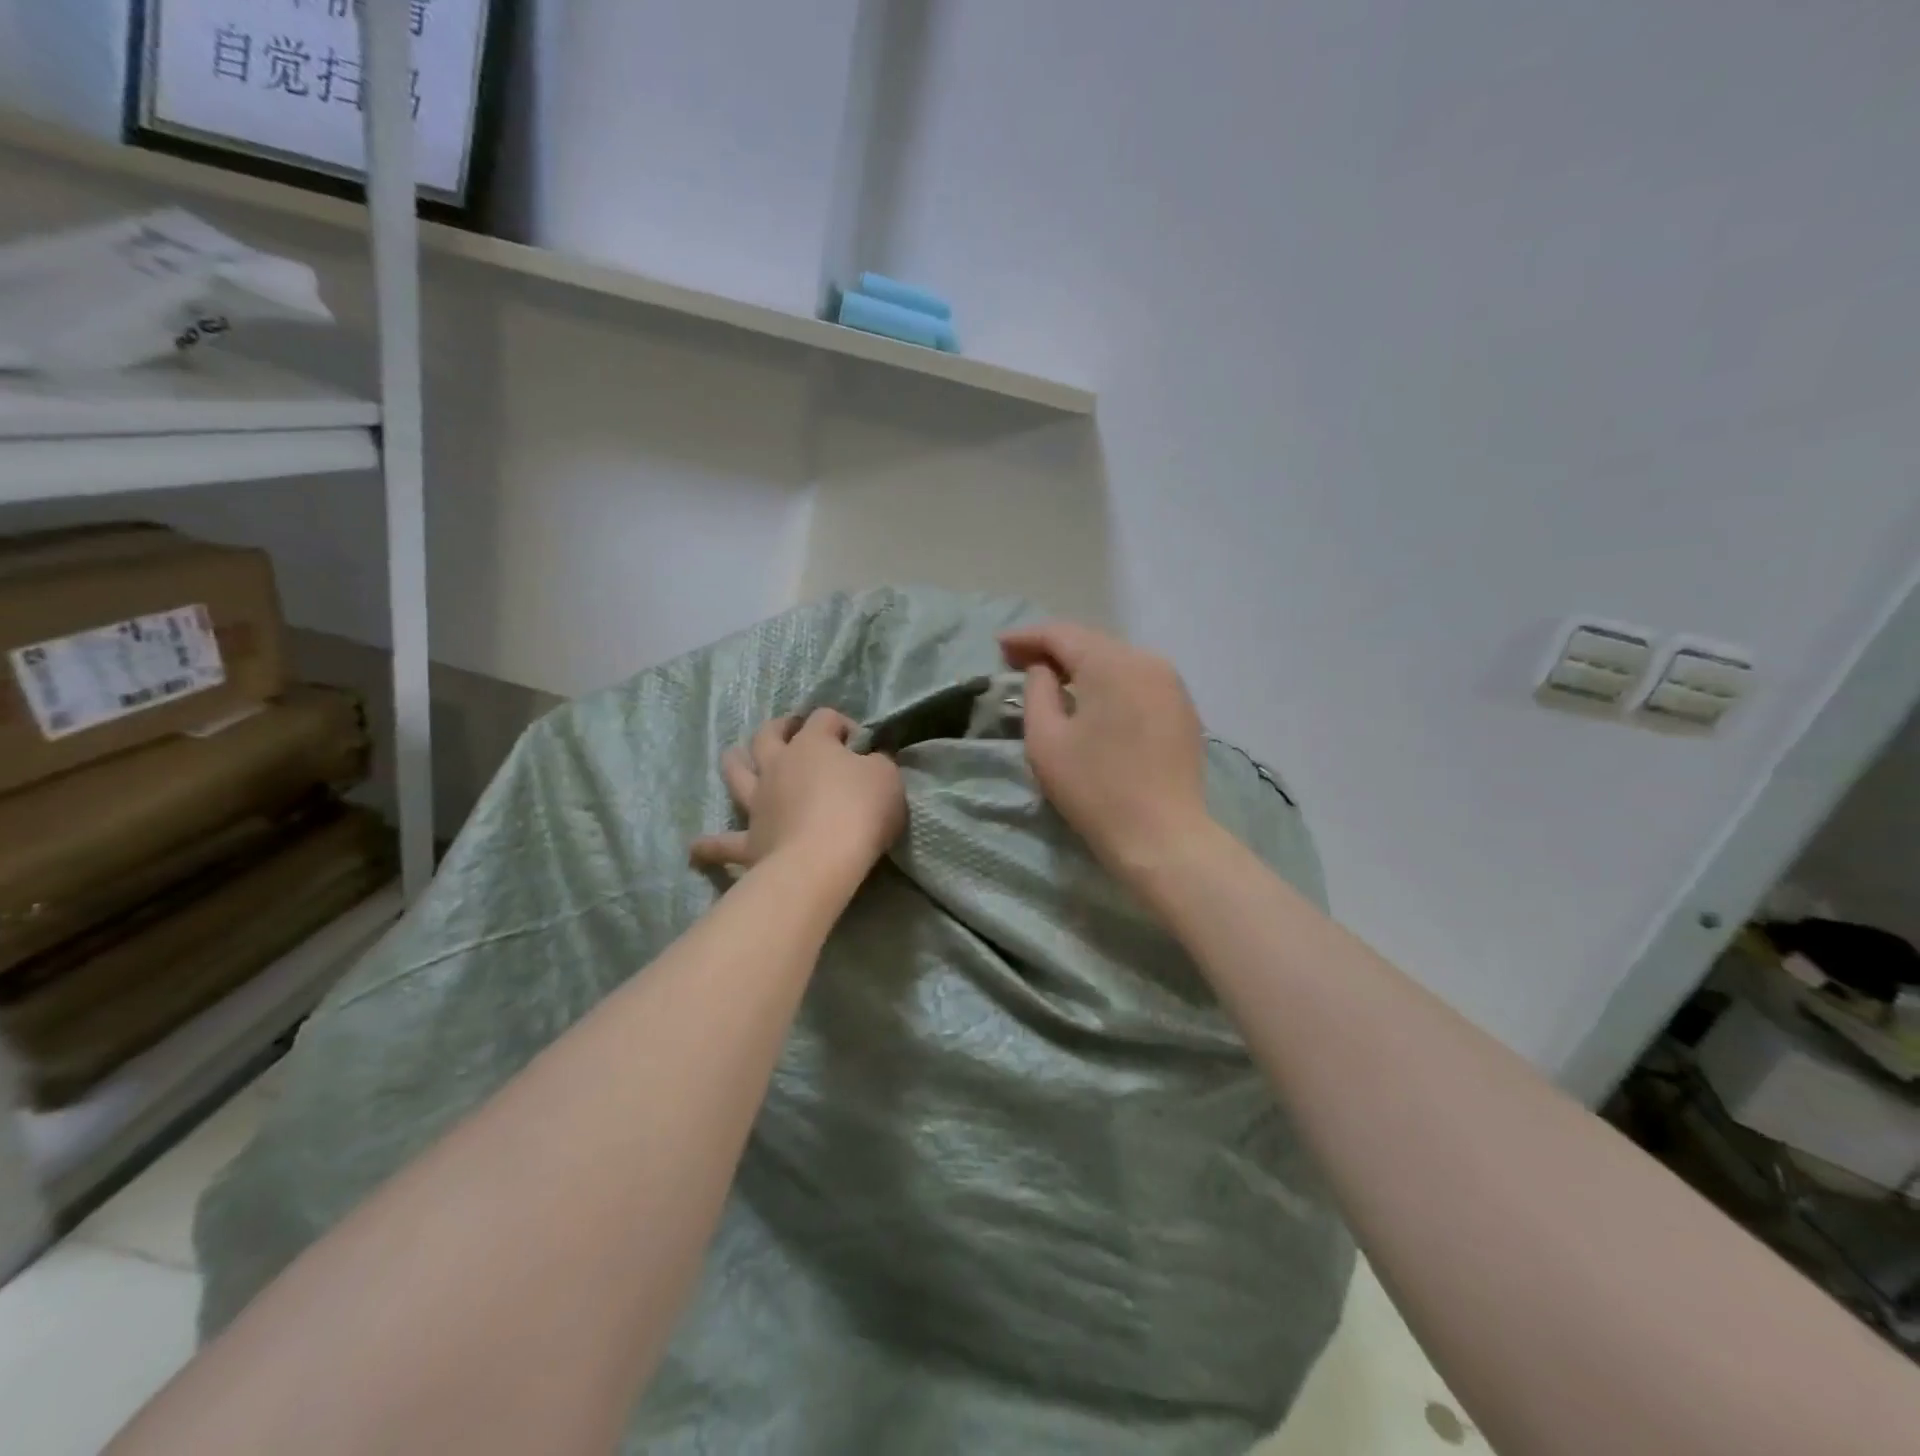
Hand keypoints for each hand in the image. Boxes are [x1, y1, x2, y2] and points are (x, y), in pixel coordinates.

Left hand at [690, 709, 904, 883]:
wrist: (822, 861)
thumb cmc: (860, 810)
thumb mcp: (886, 777)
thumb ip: (877, 763)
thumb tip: (870, 760)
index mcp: (812, 744)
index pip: (824, 718)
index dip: (842, 724)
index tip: (860, 743)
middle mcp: (778, 766)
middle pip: (769, 735)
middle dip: (780, 728)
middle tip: (791, 730)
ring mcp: (758, 802)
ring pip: (737, 774)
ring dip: (734, 762)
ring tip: (733, 756)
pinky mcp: (750, 841)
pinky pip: (724, 844)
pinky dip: (709, 846)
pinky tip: (695, 849)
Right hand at [999, 622, 1211, 881]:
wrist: (1162, 836)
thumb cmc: (1094, 789)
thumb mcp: (1046, 739)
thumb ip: (1037, 690)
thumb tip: (1044, 669)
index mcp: (1111, 663)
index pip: (1061, 634)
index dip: (1026, 637)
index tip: (998, 645)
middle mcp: (1147, 660)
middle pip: (1091, 642)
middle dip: (1053, 649)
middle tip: (1018, 660)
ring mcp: (1171, 683)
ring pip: (1116, 660)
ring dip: (1082, 665)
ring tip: (1051, 677)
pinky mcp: (1182, 708)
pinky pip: (1136, 681)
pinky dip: (1108, 682)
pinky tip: (1092, 698)